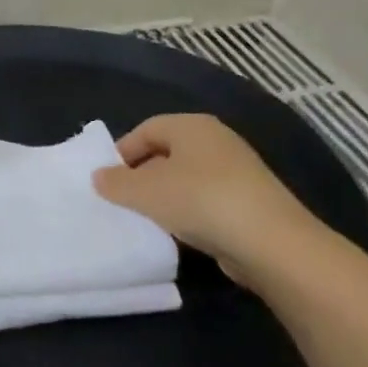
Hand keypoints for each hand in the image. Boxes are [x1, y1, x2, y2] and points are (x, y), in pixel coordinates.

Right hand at [92, 114, 327, 281]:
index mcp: (192, 125)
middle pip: (166, 152)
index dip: (122, 152)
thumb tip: (99, 176)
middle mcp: (216, 140)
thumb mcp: (145, 192)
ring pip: (185, 178)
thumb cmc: (199, 200)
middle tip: (121, 202)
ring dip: (163, 197)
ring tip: (145, 220)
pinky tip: (178, 233)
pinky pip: (204, 200)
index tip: (105, 181)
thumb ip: (116, 183)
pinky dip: (187, 212)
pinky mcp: (247, 199)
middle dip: (141, 175)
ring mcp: (236, 170)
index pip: (146, 128)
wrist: (268, 240)